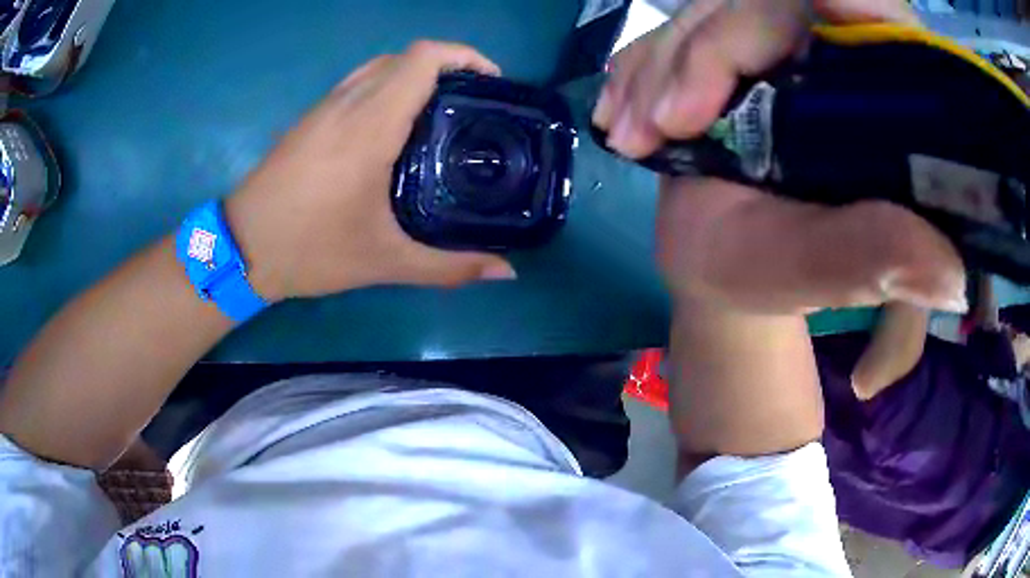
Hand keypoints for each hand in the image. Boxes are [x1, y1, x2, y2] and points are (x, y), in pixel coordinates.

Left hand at [226, 41, 515, 301]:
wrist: (240, 247)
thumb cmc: (309, 249)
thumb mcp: (384, 262)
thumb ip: (449, 267)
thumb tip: (506, 272)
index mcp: (370, 124)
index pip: (422, 58)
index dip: (464, 56)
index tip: (491, 81)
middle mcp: (348, 102)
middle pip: (406, 56)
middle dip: (447, 66)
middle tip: (473, 103)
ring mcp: (324, 106)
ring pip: (380, 66)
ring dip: (415, 74)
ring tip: (440, 110)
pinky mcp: (310, 118)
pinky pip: (358, 82)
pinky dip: (388, 86)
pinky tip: (395, 126)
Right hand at [594, 0, 964, 313]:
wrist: (712, 257)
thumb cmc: (772, 273)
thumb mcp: (824, 274)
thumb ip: (879, 261)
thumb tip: (953, 274)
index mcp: (887, 105)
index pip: (880, 17)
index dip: (847, 1)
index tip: (812, 5)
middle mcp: (838, 57)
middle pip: (773, 3)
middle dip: (708, 53)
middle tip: (662, 128)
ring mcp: (777, 41)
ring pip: (712, 8)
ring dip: (660, 66)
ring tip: (630, 138)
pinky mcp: (730, 42)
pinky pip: (677, 26)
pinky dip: (641, 65)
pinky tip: (621, 115)